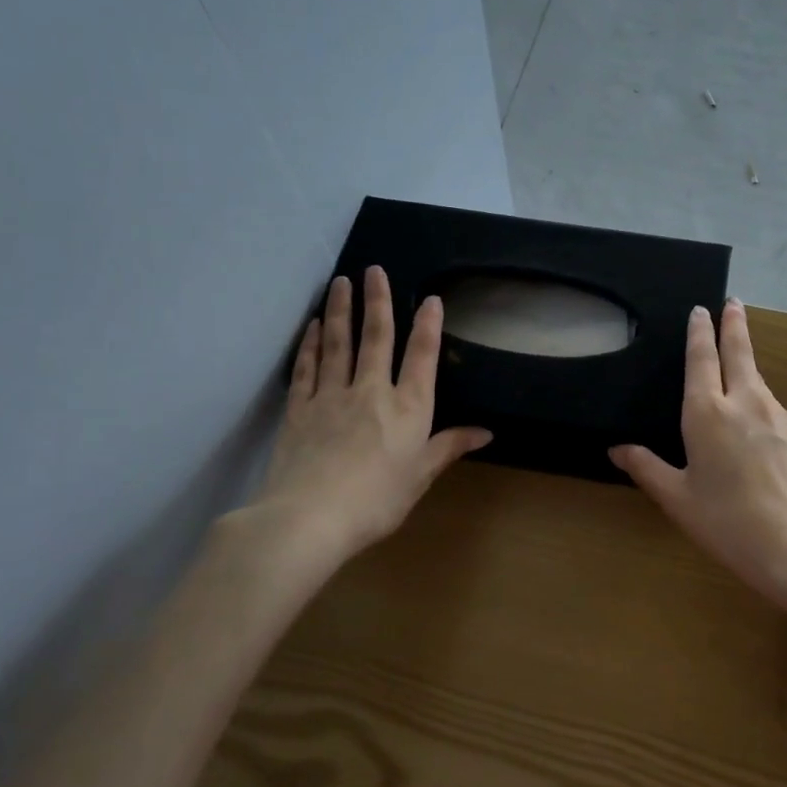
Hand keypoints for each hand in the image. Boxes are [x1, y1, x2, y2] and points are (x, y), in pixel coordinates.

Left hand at [233, 266, 489, 587]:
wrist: (309, 518)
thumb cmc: (377, 500)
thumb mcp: (421, 476)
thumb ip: (449, 447)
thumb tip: (486, 432)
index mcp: (408, 408)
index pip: (421, 356)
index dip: (428, 325)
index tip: (430, 299)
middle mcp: (371, 391)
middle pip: (376, 337)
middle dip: (377, 301)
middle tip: (373, 269)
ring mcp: (331, 396)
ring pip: (338, 343)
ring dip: (340, 310)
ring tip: (340, 282)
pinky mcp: (300, 409)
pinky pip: (307, 368)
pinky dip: (310, 345)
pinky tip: (312, 327)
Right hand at [609, 300, 786, 602]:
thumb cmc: (729, 523)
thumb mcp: (678, 500)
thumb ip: (647, 469)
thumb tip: (616, 449)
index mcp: (708, 413)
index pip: (701, 359)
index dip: (700, 332)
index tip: (701, 310)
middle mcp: (746, 403)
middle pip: (739, 353)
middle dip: (734, 325)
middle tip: (734, 302)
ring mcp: (779, 417)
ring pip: (758, 380)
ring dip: (748, 362)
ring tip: (739, 359)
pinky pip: (774, 408)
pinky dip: (761, 401)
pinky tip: (758, 422)